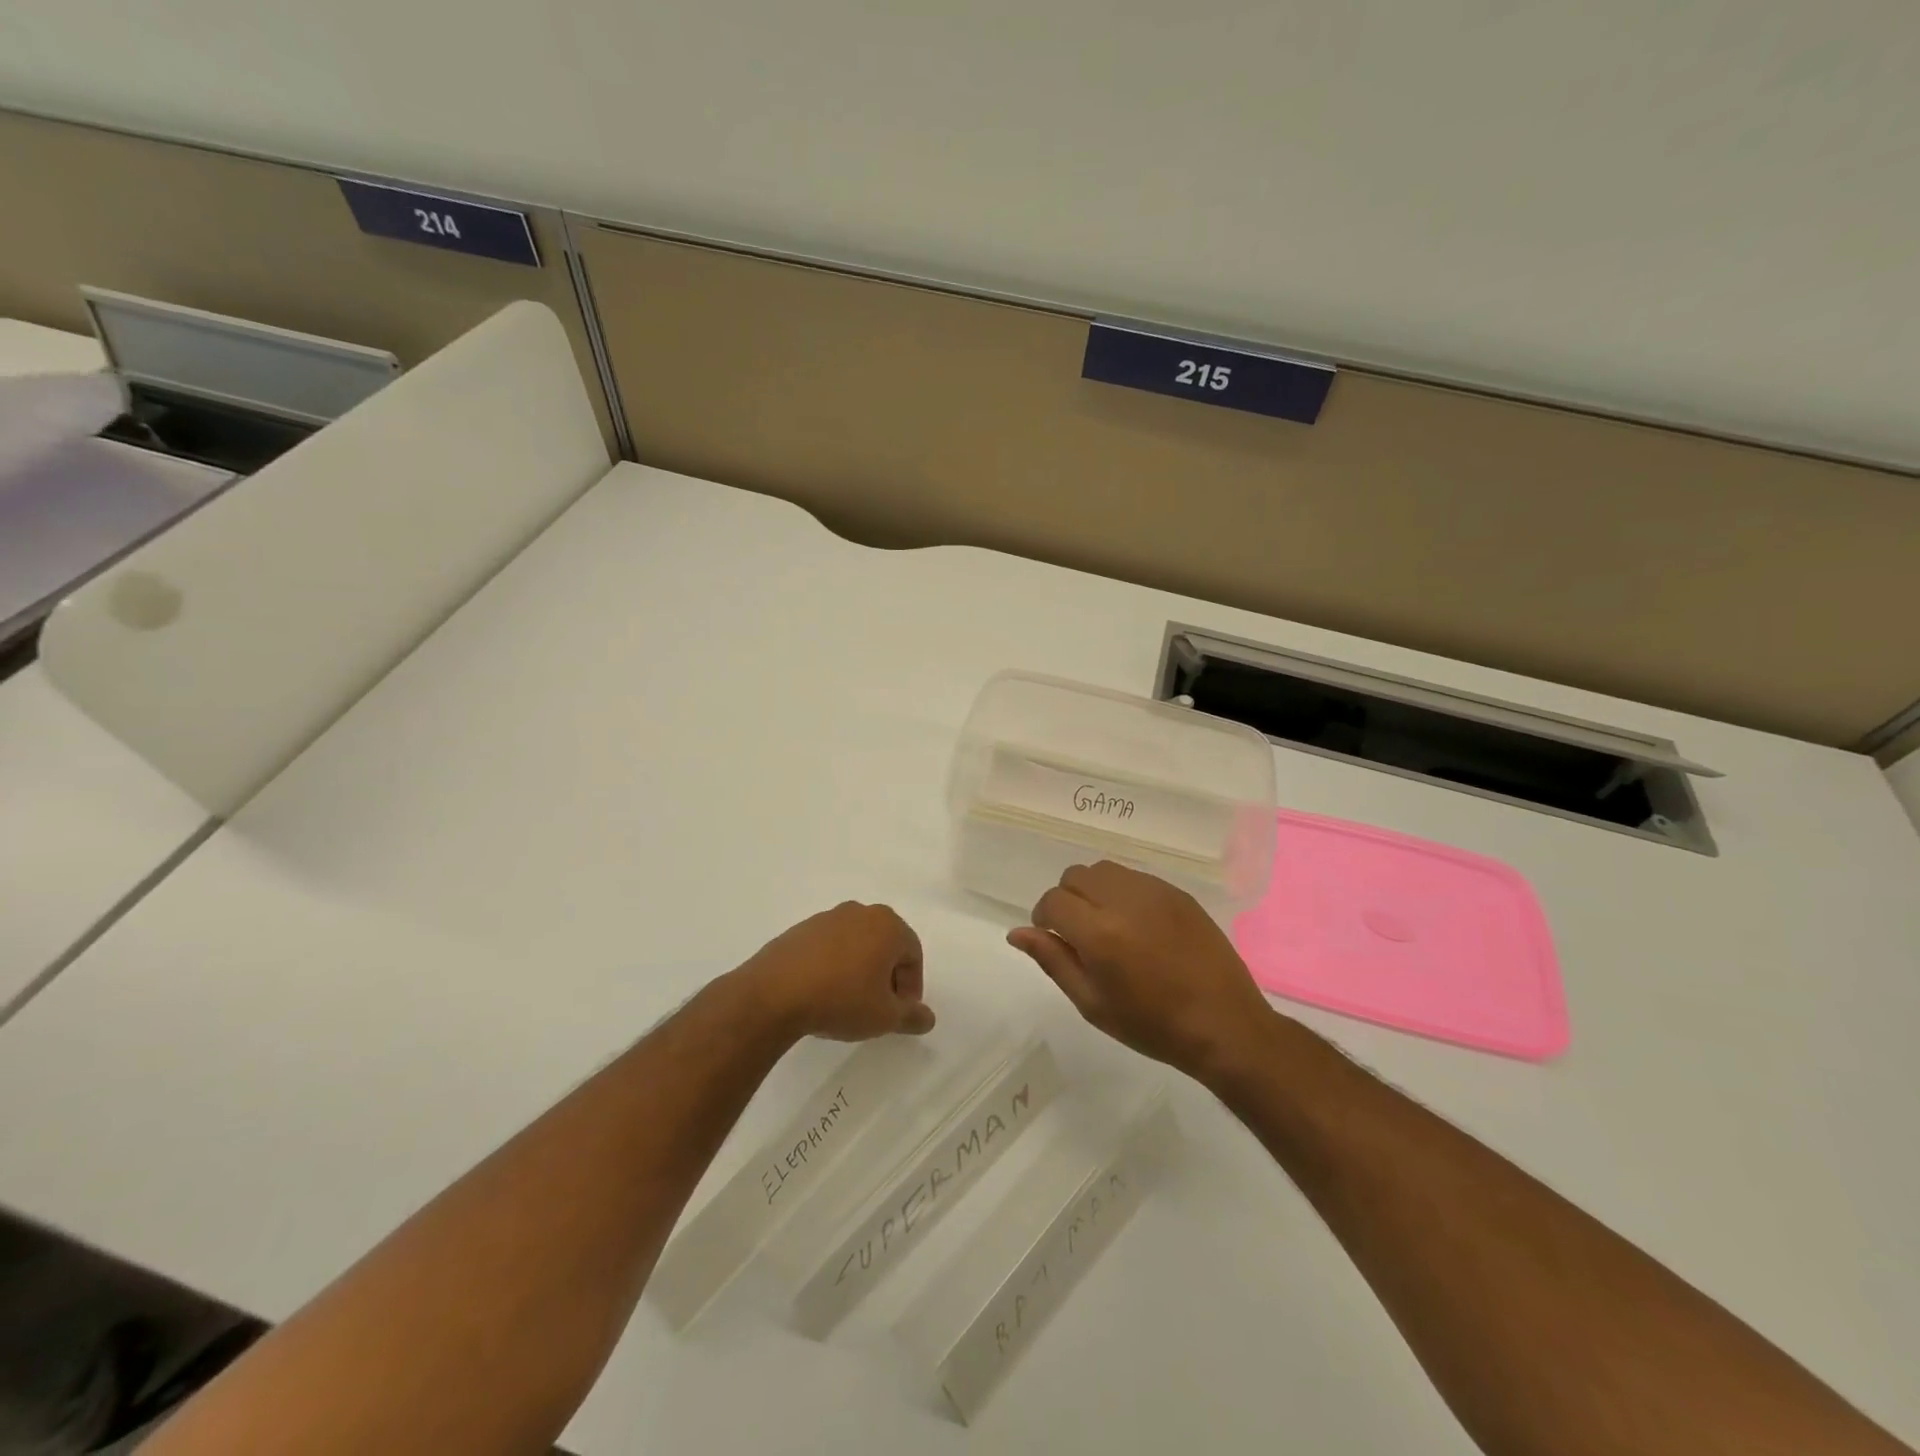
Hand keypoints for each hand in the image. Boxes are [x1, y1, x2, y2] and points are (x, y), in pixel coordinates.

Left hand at [740, 902, 934, 1041]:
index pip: (913, 954)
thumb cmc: (841, 1000)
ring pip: (857, 944)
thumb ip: (912, 1016)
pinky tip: (823, 992)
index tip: (900, 1013)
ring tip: (850, 1002)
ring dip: (861, 969)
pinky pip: (830, 947)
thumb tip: (928, 1018)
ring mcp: (828, 917)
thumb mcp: (885, 1017)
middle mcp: (860, 912)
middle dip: (888, 975)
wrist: (774, 993)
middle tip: (880, 1006)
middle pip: (886, 944)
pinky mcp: (801, 929)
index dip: (912, 987)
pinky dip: (835, 965)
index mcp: (888, 925)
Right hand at [1009, 861, 1274, 1078]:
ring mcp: (1155, 892)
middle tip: (1079, 934)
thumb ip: (1053, 961)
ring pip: (1104, 870)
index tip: (1053, 938)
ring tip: (1107, 925)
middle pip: (1075, 875)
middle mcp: (1124, 901)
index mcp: (1099, 933)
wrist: (1224, 1025)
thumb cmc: (1152, 1025)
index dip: (1044, 917)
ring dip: (1093, 890)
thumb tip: (1017, 933)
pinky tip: (1137, 925)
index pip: (1053, 901)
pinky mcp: (1178, 893)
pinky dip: (1123, 892)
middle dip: (1067, 899)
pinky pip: (1135, 877)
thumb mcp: (1092, 1003)